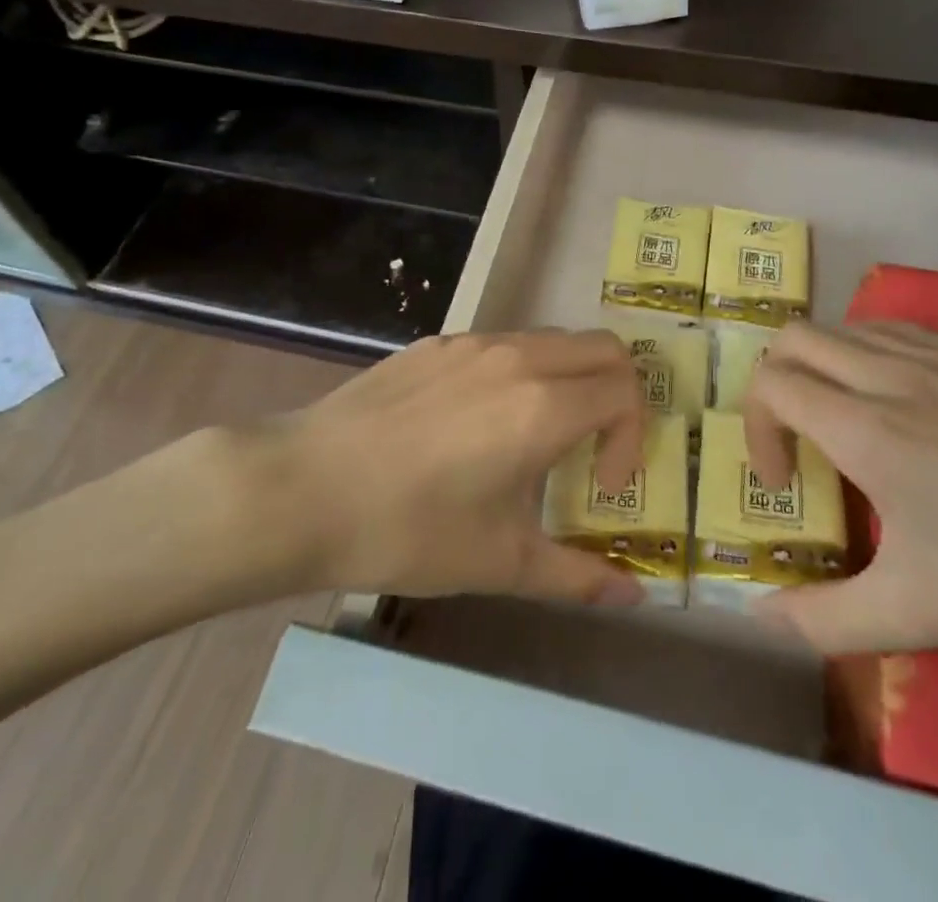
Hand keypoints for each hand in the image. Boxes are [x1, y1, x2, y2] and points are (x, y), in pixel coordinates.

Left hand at [266, 331, 648, 605]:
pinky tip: (476, 425)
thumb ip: (577, 576)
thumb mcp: (498, 562)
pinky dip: (521, 373)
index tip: (601, 485)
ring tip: (534, 438)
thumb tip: (636, 598)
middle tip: (591, 448)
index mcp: (542, 406)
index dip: (631, 438)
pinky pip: (503, 344)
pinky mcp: (436, 343)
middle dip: (617, 393)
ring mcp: (473, 343)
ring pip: (552, 340)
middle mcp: (517, 358)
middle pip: (602, 348)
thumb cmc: (407, 530)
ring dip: (568, 380)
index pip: (624, 391)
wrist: (301, 488)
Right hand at [743, 321, 937, 665]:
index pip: (772, 384)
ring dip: (825, 366)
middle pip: (796, 337)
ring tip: (849, 424)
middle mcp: (893, 374)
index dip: (757, 430)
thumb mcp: (919, 615)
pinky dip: (873, 356)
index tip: (788, 486)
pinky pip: (899, 332)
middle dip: (775, 382)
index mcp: (867, 427)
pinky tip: (908, 408)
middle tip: (800, 441)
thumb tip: (761, 619)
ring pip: (847, 327)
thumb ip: (824, 619)